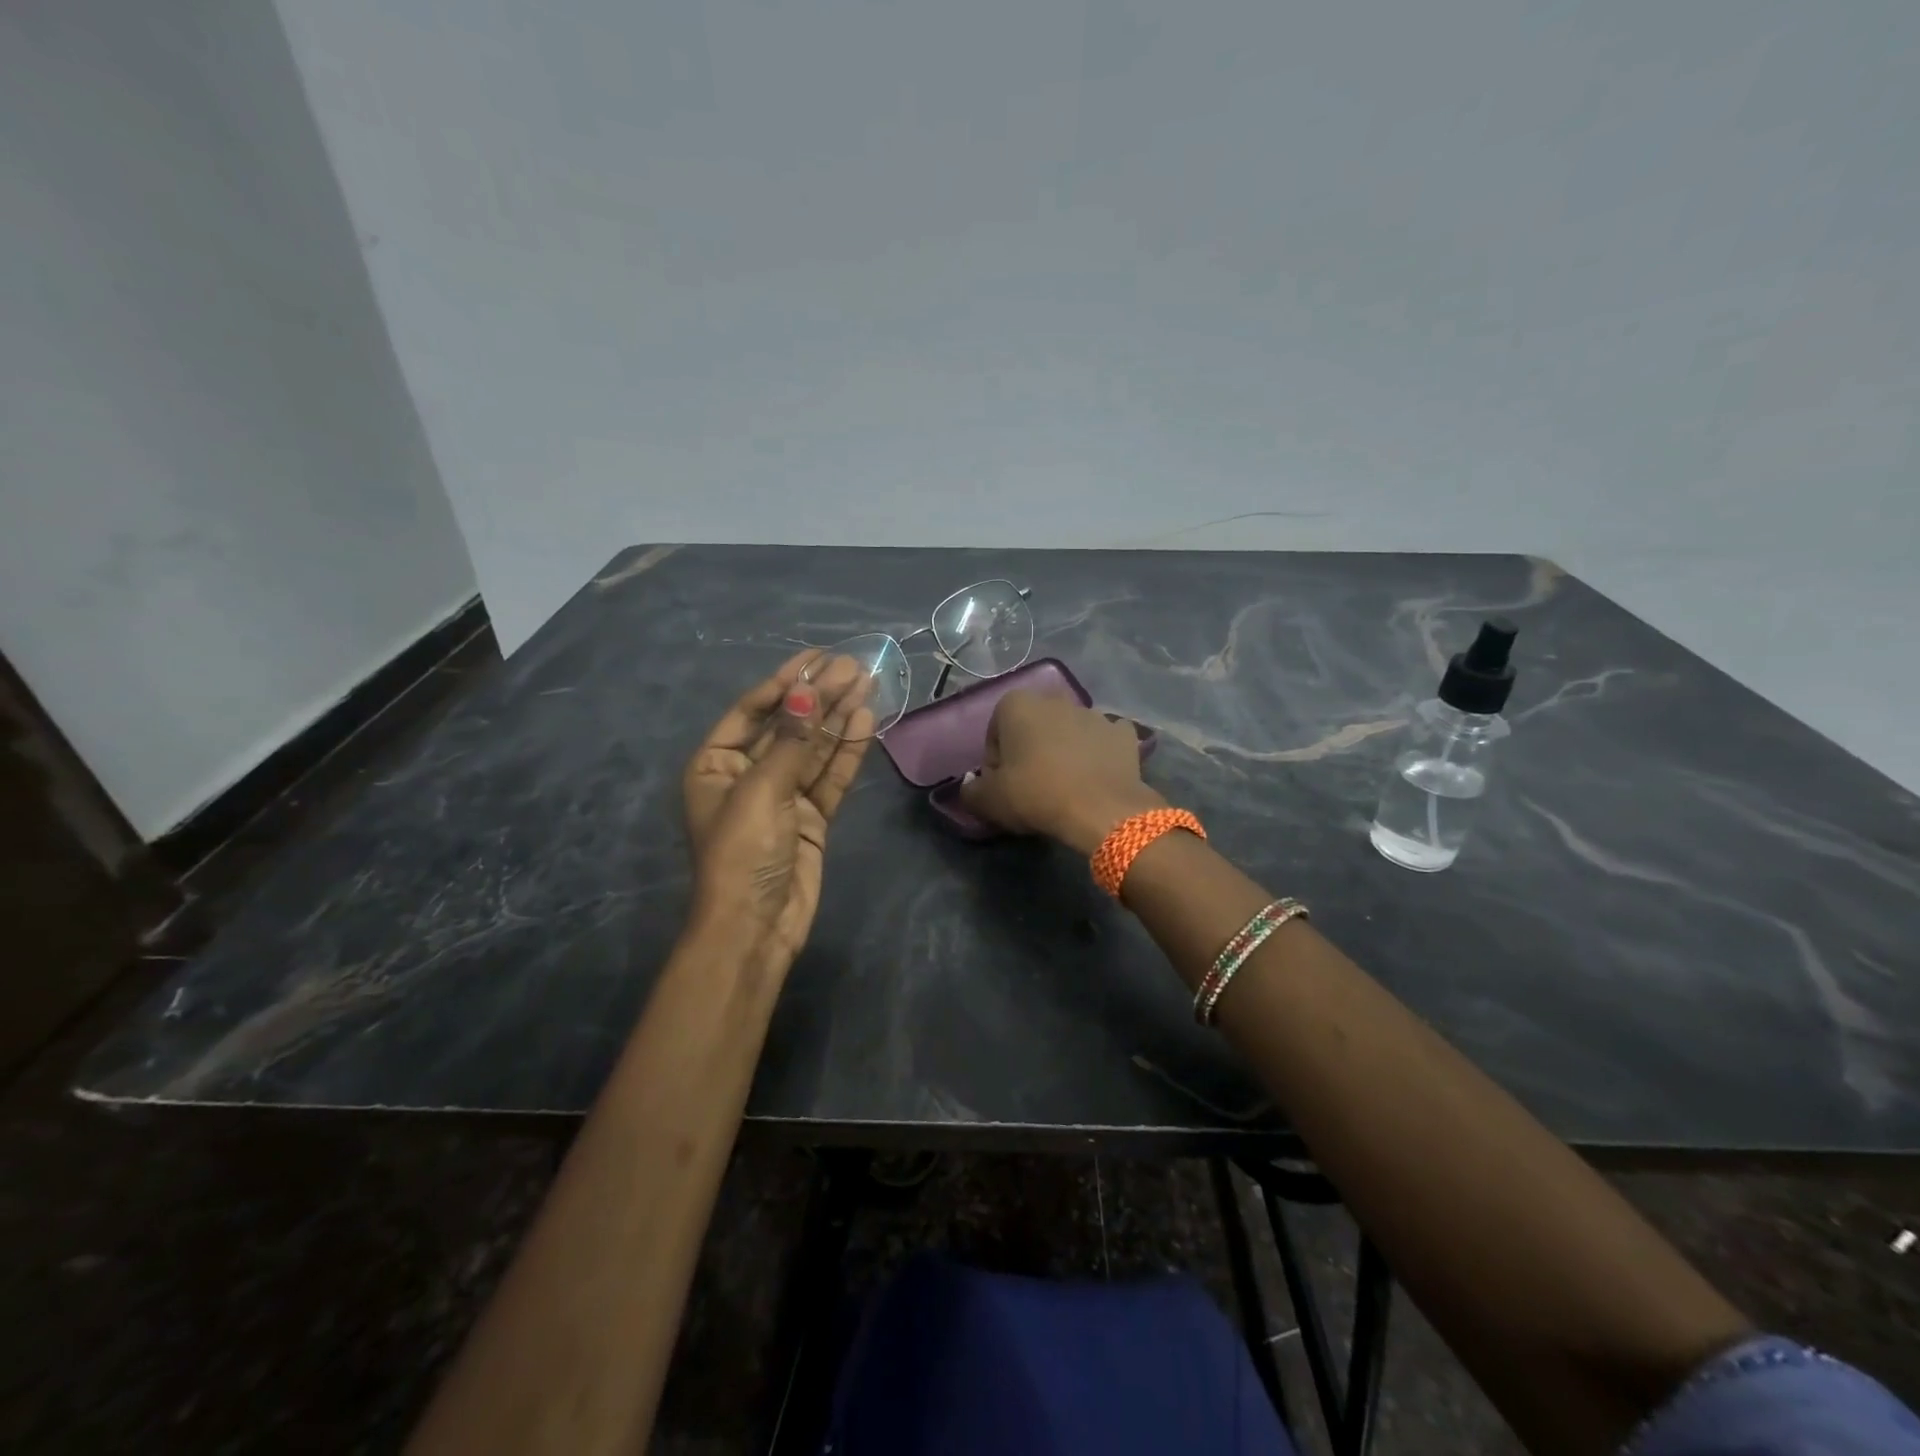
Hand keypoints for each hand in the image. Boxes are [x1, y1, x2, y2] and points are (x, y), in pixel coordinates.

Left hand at [682, 651, 874, 969]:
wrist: (756, 926)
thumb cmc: (742, 852)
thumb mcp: (761, 790)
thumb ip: (791, 741)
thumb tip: (809, 693)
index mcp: (715, 764)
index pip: (752, 711)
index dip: (785, 683)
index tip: (817, 657)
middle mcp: (747, 775)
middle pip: (789, 727)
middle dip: (819, 697)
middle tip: (853, 667)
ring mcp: (782, 797)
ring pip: (814, 749)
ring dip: (839, 718)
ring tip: (867, 683)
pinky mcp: (810, 817)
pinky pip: (829, 777)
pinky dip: (847, 752)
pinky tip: (865, 721)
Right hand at [959, 690, 1164, 854]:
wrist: (1101, 809)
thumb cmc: (1036, 794)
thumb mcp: (989, 800)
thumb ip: (971, 791)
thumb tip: (970, 788)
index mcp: (1017, 704)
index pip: (996, 733)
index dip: (996, 762)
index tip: (1003, 786)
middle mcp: (1056, 699)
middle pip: (1033, 727)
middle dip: (1030, 750)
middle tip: (1032, 786)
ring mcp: (1094, 713)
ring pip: (1069, 731)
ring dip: (1064, 750)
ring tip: (1065, 786)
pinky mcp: (1124, 733)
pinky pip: (1104, 741)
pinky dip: (1099, 754)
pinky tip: (1095, 777)